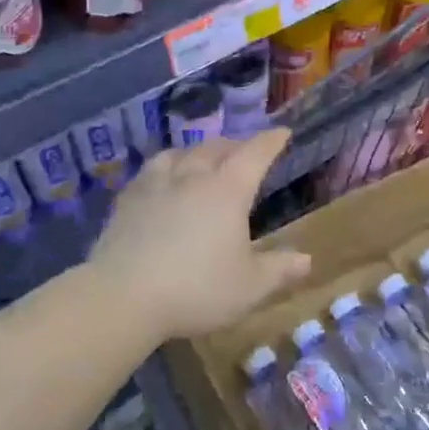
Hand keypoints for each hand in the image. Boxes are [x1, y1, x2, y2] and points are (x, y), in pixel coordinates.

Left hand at [89, 128, 310, 341]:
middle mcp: (192, 177)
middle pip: (215, 148)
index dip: (270, 142)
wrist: (123, 296)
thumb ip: (279, 269)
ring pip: (179, 153)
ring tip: (200, 158)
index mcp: (227, 191)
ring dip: (196, 151)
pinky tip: (161, 180)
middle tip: (244, 150)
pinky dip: (165, 167)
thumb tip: (306, 259)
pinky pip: (150, 171)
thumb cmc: (197, 290)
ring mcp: (154, 185)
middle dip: (234, 145)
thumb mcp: (249, 287)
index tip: (282, 133)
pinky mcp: (126, 201)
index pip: (254, 155)